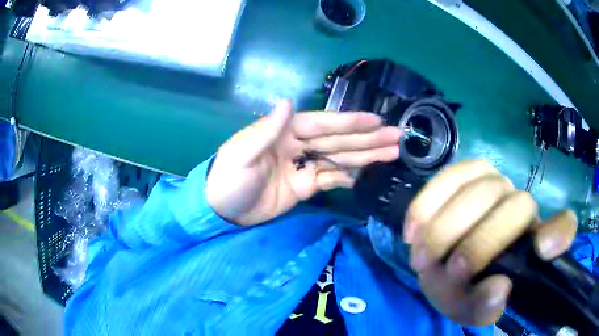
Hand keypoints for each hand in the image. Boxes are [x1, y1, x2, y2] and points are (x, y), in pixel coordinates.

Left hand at [205, 100, 400, 225]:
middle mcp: (299, 145)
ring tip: (393, 152)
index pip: (323, 124)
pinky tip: (370, 174)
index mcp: (285, 131)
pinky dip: (350, 177)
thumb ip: (266, 130)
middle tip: (397, 136)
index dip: (350, 122)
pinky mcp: (305, 187)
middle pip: (339, 140)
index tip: (376, 119)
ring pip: (341, 158)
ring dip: (367, 156)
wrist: (222, 210)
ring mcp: (304, 166)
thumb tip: (286, 101)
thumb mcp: (241, 154)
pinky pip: (332, 179)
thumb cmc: (228, 179)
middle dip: (368, 138)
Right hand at [404, 160, 576, 325]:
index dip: (559, 233)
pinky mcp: (466, 173)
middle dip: (479, 244)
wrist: (446, 266)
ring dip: (448, 229)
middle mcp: (522, 206)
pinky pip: (449, 176)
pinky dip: (428, 204)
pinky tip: (413, 230)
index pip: (562, 227)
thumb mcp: (475, 307)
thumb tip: (498, 288)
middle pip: (514, 206)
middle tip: (449, 272)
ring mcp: (496, 183)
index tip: (542, 249)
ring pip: (481, 189)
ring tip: (424, 259)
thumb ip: (485, 307)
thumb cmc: (467, 287)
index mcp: (534, 241)